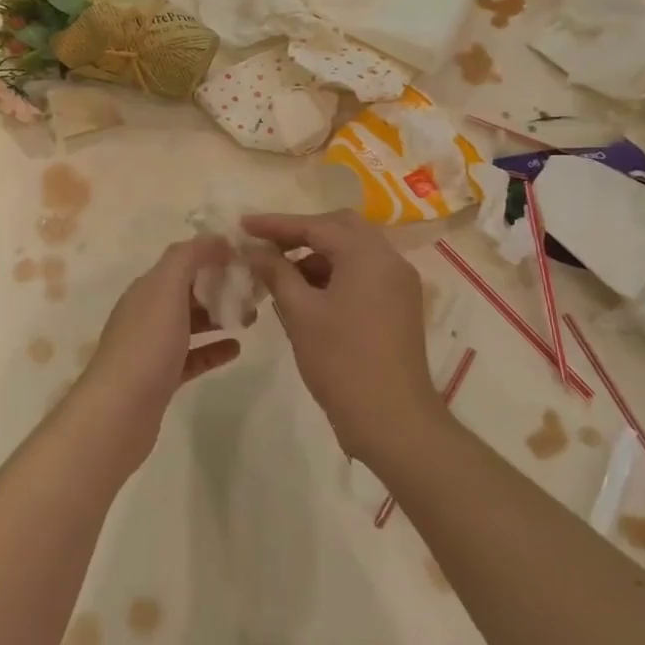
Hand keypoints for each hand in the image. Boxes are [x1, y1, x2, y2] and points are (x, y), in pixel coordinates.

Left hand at [68, 237, 241, 463]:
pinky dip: (214, 349)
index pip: (182, 260)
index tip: (246, 257)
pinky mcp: (162, 378)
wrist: (120, 410)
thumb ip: (188, 258)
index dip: (212, 254)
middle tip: (255, 290)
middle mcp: (147, 313)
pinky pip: (193, 356)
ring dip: (219, 316)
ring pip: (191, 323)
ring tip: (251, 317)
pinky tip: (236, 348)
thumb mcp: (166, 288)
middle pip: (187, 291)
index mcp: (146, 288)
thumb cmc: (147, 344)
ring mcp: (153, 347)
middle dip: (220, 286)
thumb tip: (215, 240)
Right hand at [242, 211, 439, 460]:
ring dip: (318, 255)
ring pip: (354, 251)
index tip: (243, 225)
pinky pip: (364, 273)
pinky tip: (308, 295)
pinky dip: (336, 274)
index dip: (276, 224)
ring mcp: (400, 283)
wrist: (392, 420)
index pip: (316, 225)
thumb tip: (253, 248)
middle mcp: (390, 260)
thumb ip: (276, 272)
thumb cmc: (341, 361)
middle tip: (267, 246)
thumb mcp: (300, 313)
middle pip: (341, 228)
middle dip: (302, 233)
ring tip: (281, 275)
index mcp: (367, 255)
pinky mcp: (400, 305)